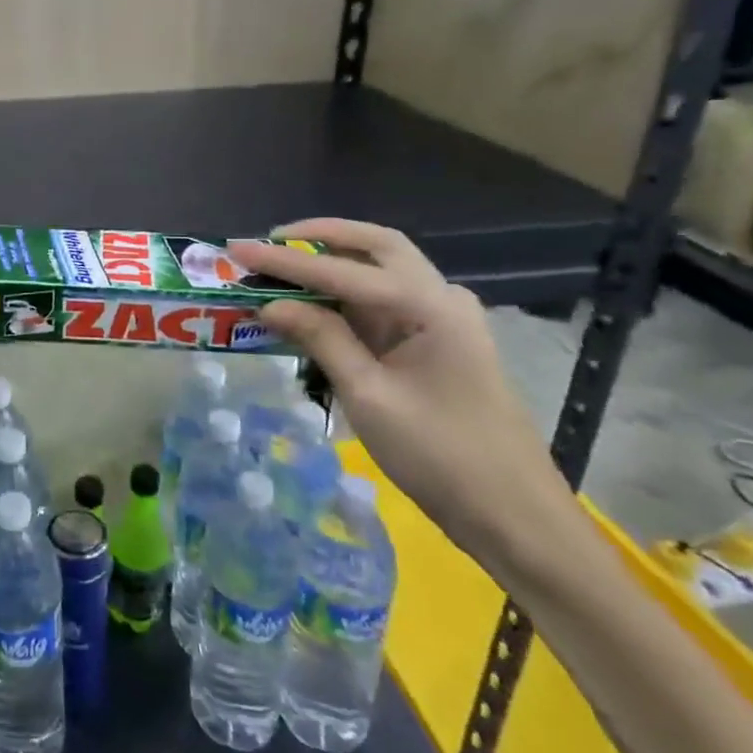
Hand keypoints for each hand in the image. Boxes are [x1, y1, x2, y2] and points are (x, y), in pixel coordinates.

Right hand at [231, 221, 575, 569]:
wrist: (514, 515)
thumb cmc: (441, 456)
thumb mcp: (369, 396)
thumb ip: (321, 339)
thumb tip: (269, 304)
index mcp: (430, 307)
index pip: (343, 271)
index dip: (285, 260)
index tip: (238, 250)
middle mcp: (441, 298)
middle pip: (376, 247)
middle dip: (321, 237)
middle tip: (270, 241)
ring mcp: (444, 319)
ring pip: (382, 269)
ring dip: (333, 262)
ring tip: (282, 265)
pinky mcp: (438, 341)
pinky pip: (385, 301)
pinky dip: (347, 292)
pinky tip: (316, 303)